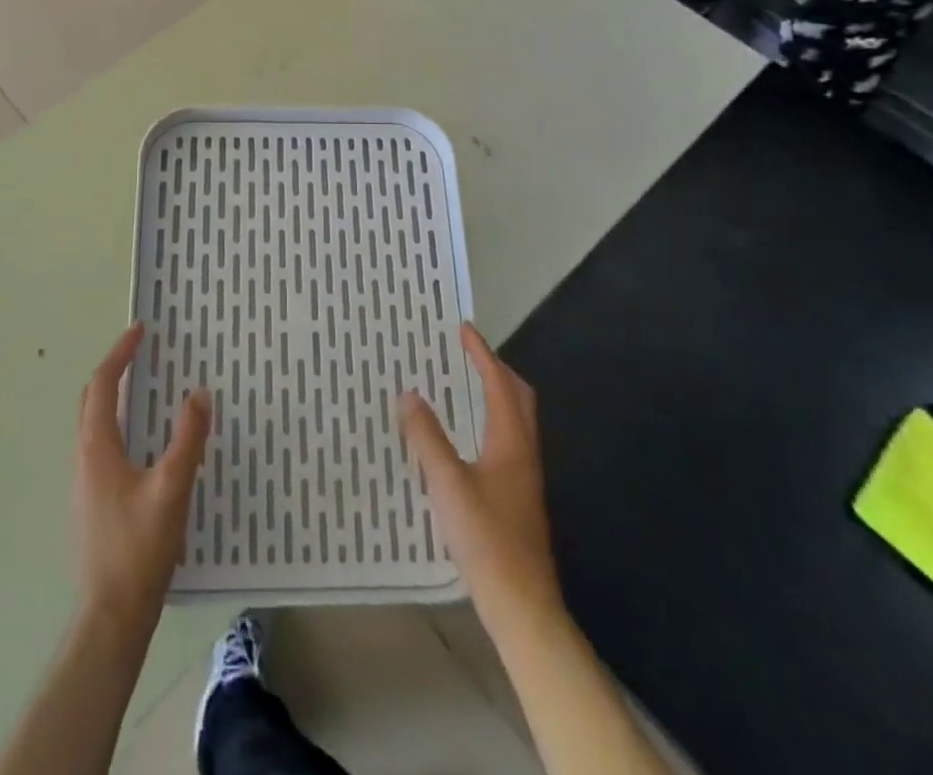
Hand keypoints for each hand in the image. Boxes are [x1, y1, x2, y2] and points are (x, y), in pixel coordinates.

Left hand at [73, 323, 209, 630]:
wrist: (110, 616)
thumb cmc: (139, 548)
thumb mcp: (172, 489)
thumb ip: (188, 439)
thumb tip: (199, 393)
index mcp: (97, 448)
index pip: (104, 385)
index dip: (120, 353)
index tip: (140, 329)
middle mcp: (83, 458)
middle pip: (91, 400)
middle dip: (113, 369)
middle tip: (140, 352)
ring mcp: (84, 483)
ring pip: (93, 424)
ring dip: (114, 397)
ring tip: (144, 388)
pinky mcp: (91, 502)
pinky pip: (100, 445)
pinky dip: (117, 423)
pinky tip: (142, 442)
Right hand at [400, 324, 559, 630]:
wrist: (523, 605)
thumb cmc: (487, 539)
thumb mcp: (448, 484)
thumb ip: (427, 438)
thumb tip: (409, 394)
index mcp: (510, 441)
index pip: (499, 384)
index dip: (482, 354)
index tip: (463, 329)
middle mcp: (523, 452)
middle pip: (518, 397)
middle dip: (495, 369)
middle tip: (467, 353)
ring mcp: (524, 477)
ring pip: (515, 420)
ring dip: (494, 395)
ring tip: (464, 386)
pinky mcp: (518, 497)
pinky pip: (506, 440)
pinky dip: (490, 421)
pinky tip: (466, 438)